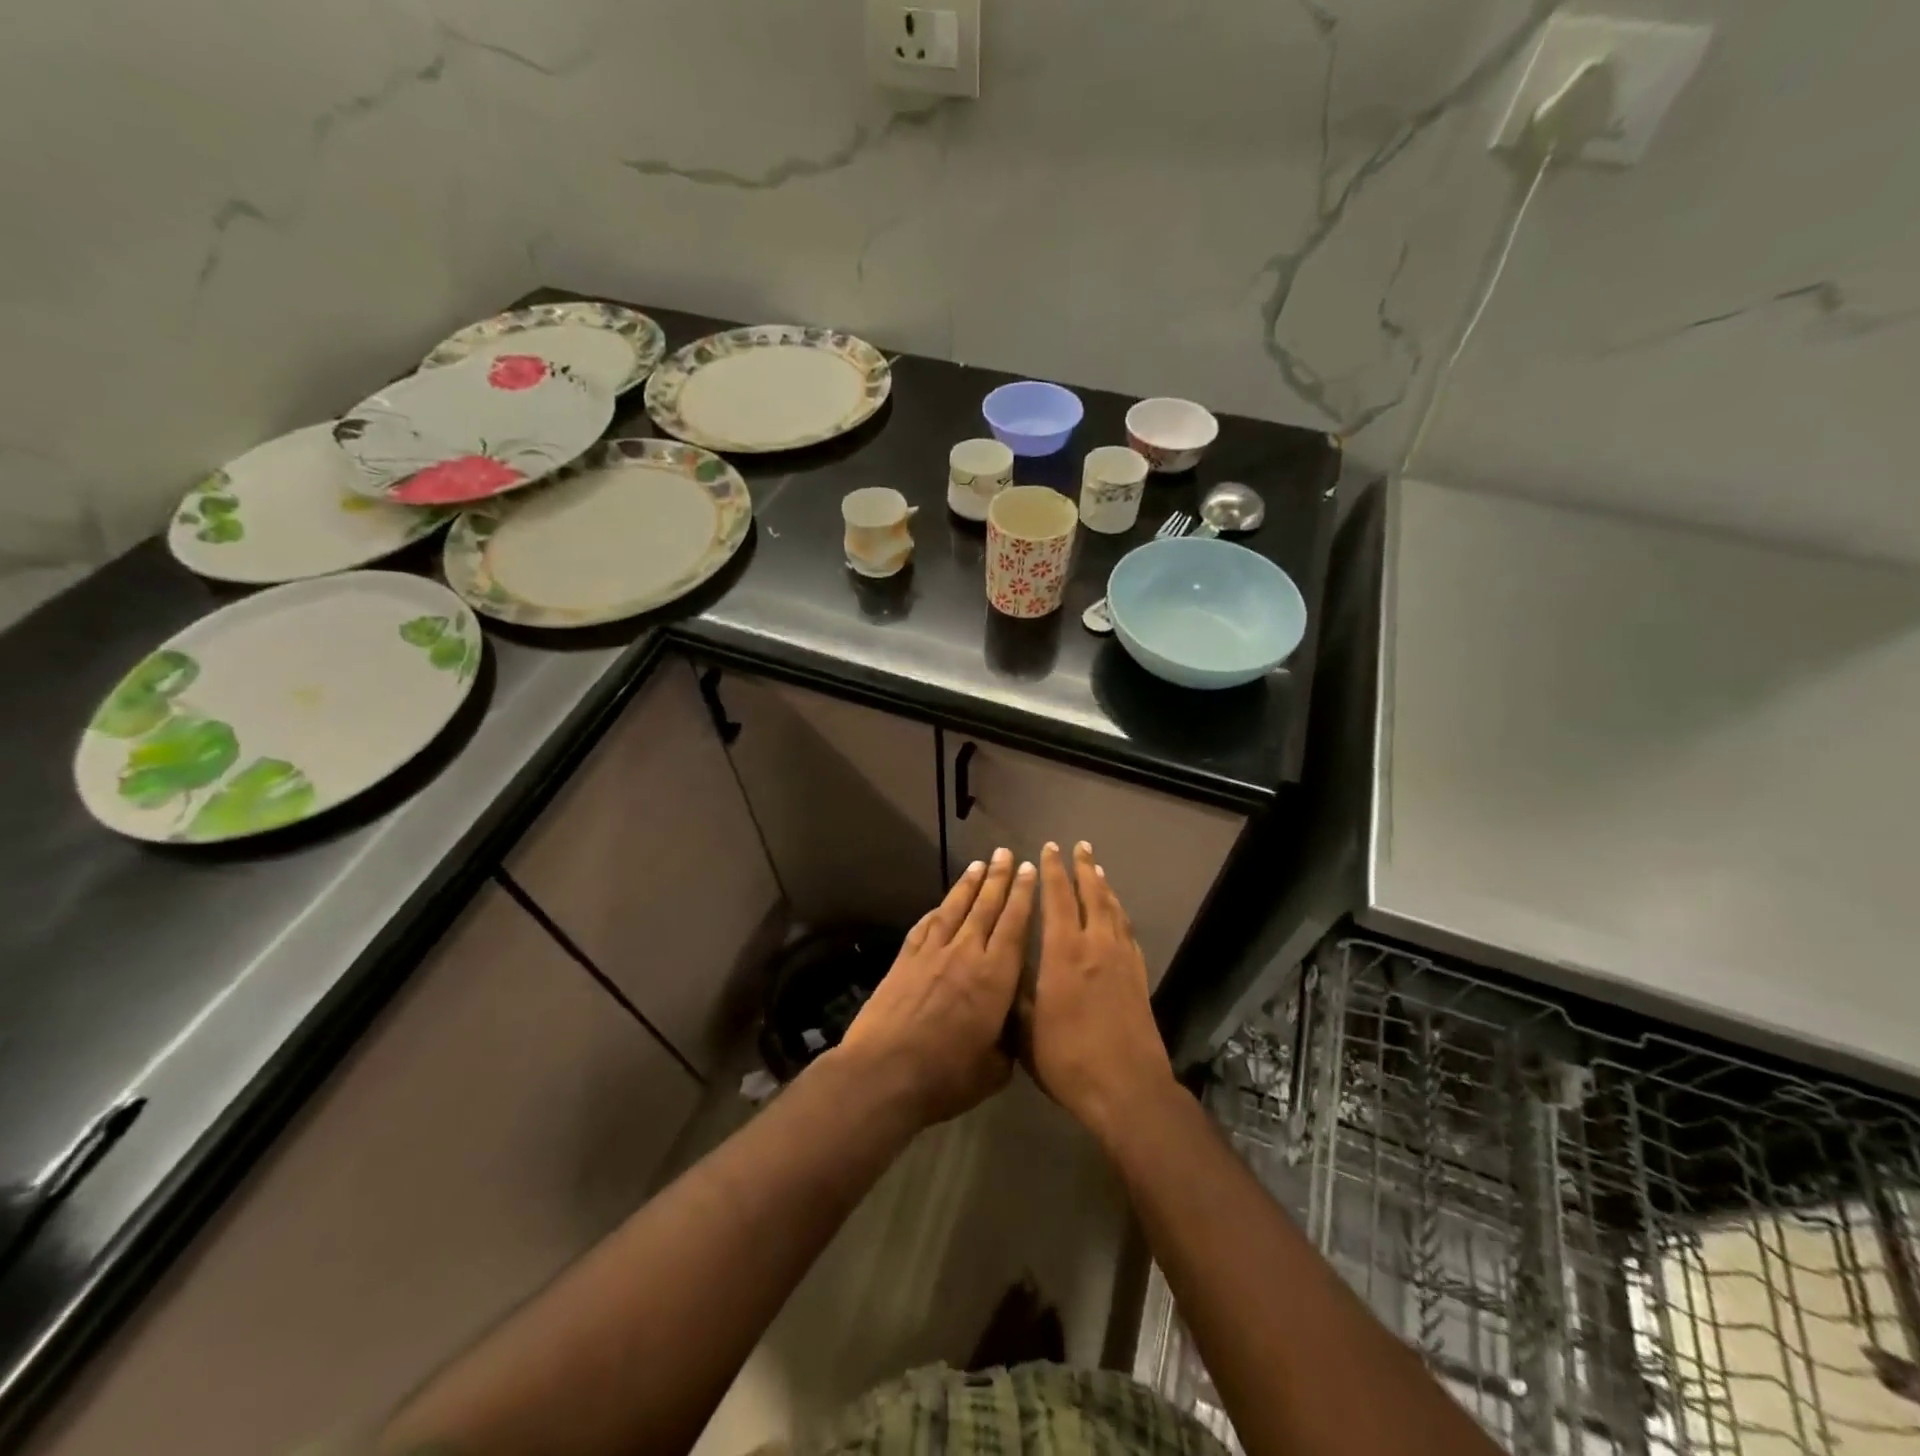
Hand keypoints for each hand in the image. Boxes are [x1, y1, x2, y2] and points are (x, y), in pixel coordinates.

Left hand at [836, 848, 1036, 1126]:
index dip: (1023, 896)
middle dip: (999, 878)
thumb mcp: (994, 1069)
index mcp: (995, 977)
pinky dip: (936, 911)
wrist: (884, 1072)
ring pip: (954, 909)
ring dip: (968, 885)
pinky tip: (941, 904)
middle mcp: (966, 954)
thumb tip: (1011, 1028)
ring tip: (979, 864)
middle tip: (1005, 853)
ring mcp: (931, 954)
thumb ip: (1008, 1042)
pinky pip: (925, 926)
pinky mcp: (904, 960)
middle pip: (986, 907)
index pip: (1014, 925)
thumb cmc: (946, 1076)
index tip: (1029, 870)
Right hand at [1026, 842, 1173, 1144]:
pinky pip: (1128, 932)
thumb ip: (1016, 993)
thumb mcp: (1025, 1030)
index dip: (1052, 872)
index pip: (1058, 899)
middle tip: (1079, 846)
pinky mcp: (1138, 977)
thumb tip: (1006, 968)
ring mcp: (1121, 960)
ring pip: (1113, 910)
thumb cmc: (1068, 1059)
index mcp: (1063, 953)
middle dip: (1083, 868)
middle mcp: (1095, 946)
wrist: (1127, 1088)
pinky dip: (1120, 914)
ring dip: (1104, 886)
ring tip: (1098, 869)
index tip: (1048, 849)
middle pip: (1092, 895)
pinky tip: (1117, 914)